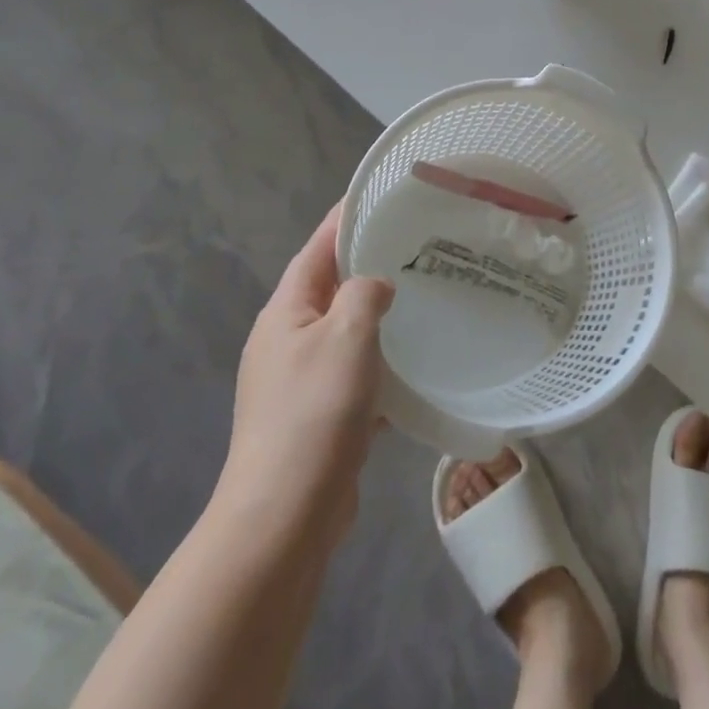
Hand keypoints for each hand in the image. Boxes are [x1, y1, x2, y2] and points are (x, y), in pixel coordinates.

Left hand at [218, 204, 393, 540]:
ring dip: (378, 312)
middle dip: (368, 263)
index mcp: (285, 312)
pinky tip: (414, 362)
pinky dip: (381, 359)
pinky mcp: (317, 414)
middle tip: (418, 243)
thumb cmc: (313, 413)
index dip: (345, 218)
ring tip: (425, 294)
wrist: (284, 514)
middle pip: (330, 286)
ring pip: (346, 329)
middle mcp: (287, 339)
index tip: (381, 194)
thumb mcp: (345, 337)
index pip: (318, 248)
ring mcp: (299, 379)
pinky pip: (354, 370)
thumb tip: (375, 286)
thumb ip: (363, 296)